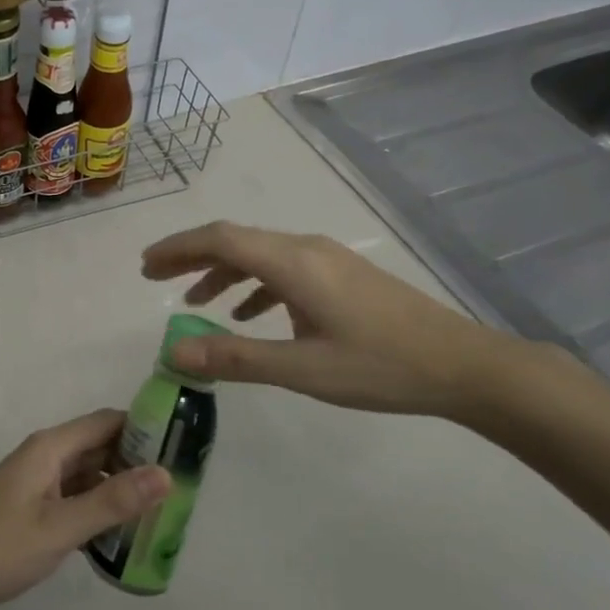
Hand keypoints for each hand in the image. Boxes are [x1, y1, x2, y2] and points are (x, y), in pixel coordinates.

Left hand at [0, 410, 169, 609]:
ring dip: (117, 490)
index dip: (144, 428)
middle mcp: (42, 459)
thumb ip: (112, 502)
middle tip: (180, 490)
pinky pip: (70, 501)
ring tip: (159, 516)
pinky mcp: (24, 514)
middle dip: (136, 463)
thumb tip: (166, 472)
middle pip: (97, 447)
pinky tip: (117, 538)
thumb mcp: (59, 528)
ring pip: (85, 477)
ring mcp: (31, 487)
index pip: (106, 421)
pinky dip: (94, 512)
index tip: (184, 446)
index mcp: (49, 448)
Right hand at [141, 221, 523, 418]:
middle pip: (235, 240)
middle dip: (191, 256)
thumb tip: (174, 352)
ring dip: (222, 272)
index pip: (220, 240)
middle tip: (155, 277)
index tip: (145, 267)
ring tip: (195, 301)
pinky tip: (250, 315)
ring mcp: (327, 259)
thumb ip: (235, 358)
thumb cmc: (381, 367)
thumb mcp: (302, 370)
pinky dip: (254, 285)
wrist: (464, 366)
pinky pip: (283, 268)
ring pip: (259, 254)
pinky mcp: (341, 275)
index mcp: (293, 263)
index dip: (177, 248)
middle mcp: (306, 249)